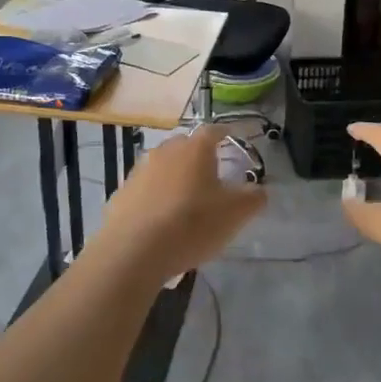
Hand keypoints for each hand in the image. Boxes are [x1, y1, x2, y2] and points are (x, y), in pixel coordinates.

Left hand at [86, 126, 265, 288]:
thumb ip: (253, 197)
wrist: (133, 251)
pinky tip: (161, 220)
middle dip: (200, 157)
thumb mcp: (235, 214)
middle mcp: (165, 151)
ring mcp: (139, 171)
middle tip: (212, 175)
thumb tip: (259, 189)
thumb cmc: (191, 224)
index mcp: (194, 149)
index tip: (234, 138)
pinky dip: (156, 198)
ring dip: (176, 178)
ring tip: (186, 201)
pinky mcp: (121, 194)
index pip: (213, 130)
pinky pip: (145, 190)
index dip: (226, 133)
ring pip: (164, 167)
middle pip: (186, 146)